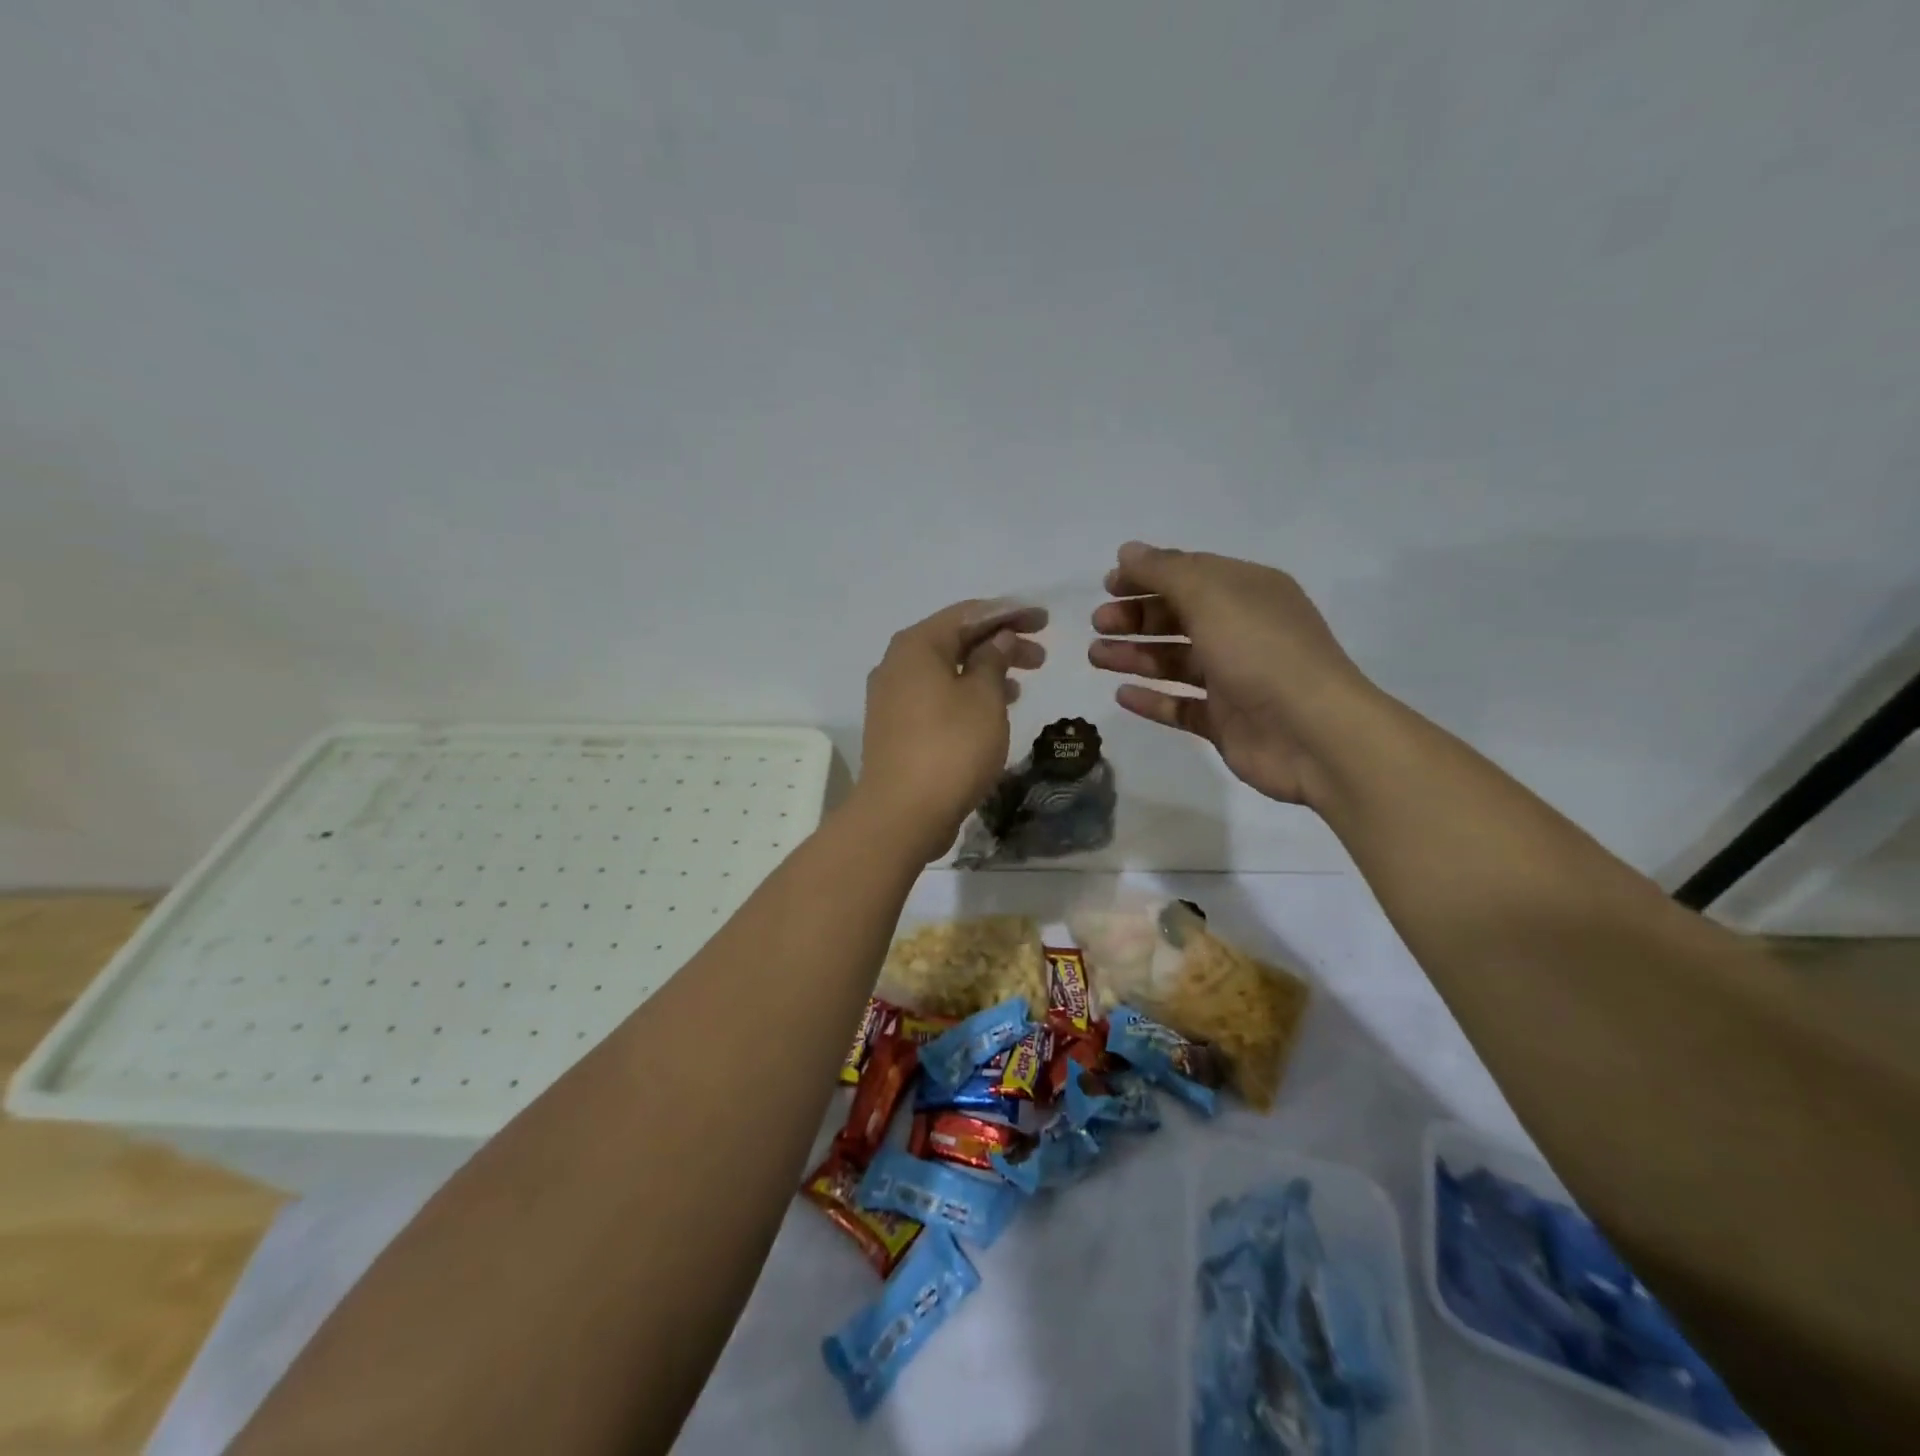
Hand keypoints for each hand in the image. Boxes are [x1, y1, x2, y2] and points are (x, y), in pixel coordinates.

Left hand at [855, 599, 1047, 860]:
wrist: (902, 814)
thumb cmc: (950, 748)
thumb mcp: (984, 698)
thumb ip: (994, 660)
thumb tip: (998, 638)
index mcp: (917, 645)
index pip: (969, 613)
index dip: (1010, 613)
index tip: (1044, 620)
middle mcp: (897, 663)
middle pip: (956, 640)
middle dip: (1000, 642)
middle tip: (1041, 655)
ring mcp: (892, 697)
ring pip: (947, 670)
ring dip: (986, 670)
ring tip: (1023, 682)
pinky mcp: (896, 727)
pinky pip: (937, 696)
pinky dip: (967, 694)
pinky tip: (993, 709)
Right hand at [1088, 542, 1371, 806]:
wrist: (1312, 734)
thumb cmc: (1260, 651)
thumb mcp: (1211, 596)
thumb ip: (1165, 571)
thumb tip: (1127, 551)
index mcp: (1248, 592)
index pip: (1190, 574)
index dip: (1147, 576)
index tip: (1107, 585)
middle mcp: (1242, 631)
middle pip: (1179, 617)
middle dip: (1137, 617)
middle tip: (1099, 624)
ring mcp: (1234, 679)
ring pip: (1175, 662)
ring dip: (1135, 655)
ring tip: (1096, 656)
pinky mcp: (1225, 721)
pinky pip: (1180, 706)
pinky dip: (1152, 699)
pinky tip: (1121, 694)